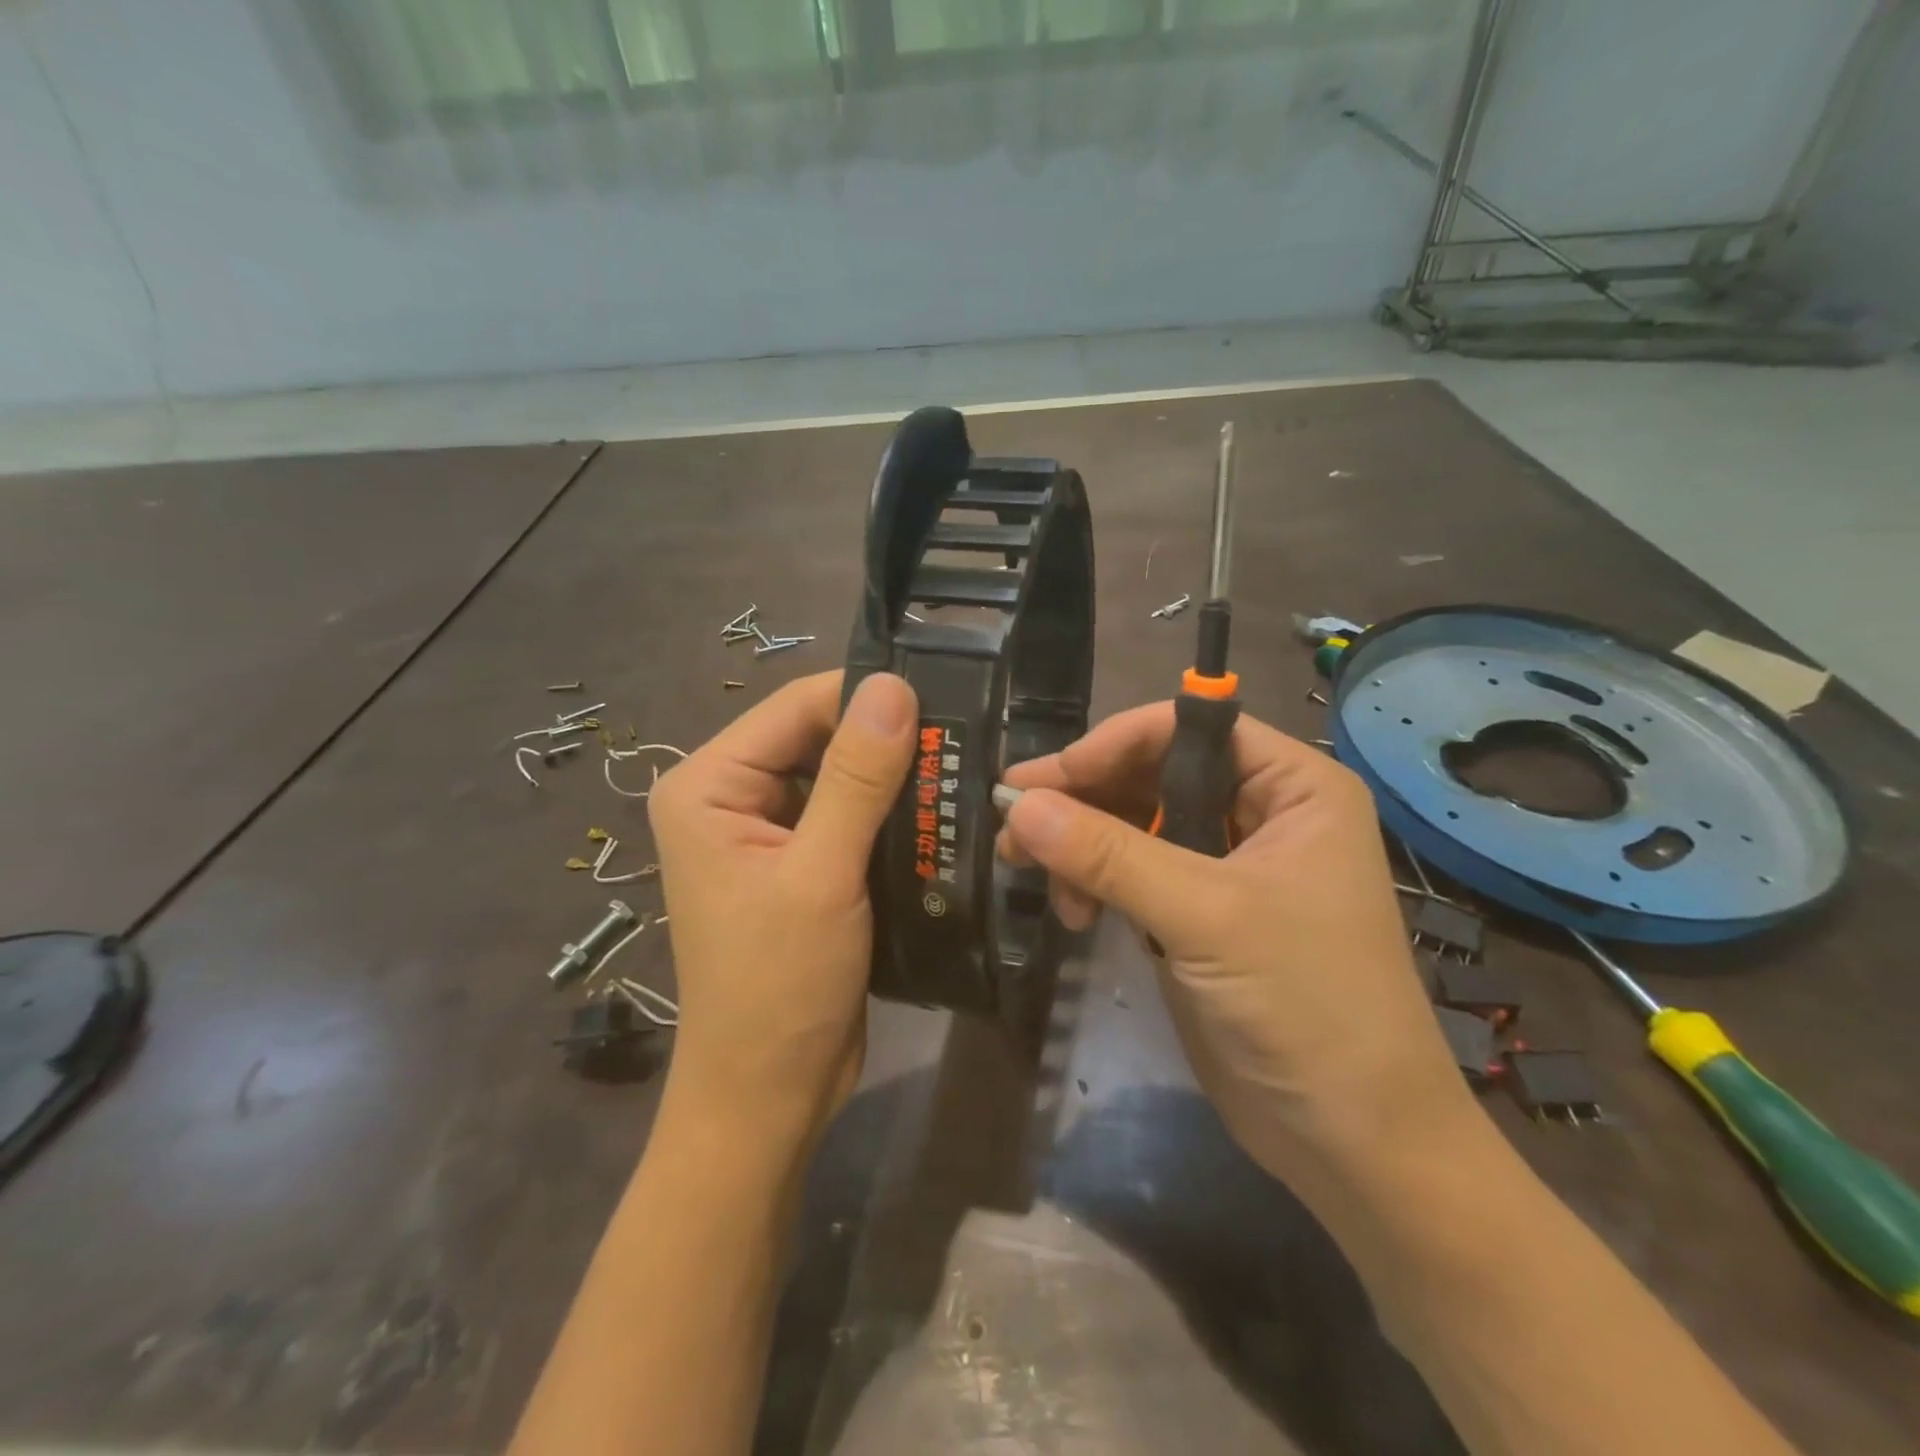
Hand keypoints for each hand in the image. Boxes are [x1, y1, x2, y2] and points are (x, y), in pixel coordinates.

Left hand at [647, 671, 916, 1159]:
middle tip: (964, 739)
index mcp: (708, 784)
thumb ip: (856, 777)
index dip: (866, 698)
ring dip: (895, 778)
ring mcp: (765, 831)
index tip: (944, 701)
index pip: (796, 707)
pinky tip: (938, 812)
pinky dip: (890, 814)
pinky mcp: (798, 863)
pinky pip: (848, 815)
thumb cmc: (780, 987)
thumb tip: (893, 686)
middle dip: (886, 740)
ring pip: (840, 775)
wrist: (769, 1096)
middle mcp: (730, 796)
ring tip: (962, 769)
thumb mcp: (821, 875)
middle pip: (818, 737)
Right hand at [999, 705, 1472, 1185]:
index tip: (1043, 780)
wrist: (1354, 1141)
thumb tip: (1017, 804)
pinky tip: (1072, 911)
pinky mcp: (1198, 914)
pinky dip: (1092, 882)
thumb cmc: (1306, 1006)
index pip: (1186, 731)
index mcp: (1292, 786)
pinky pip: (1131, 872)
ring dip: (1077, 843)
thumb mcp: (1206, 917)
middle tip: (1012, 824)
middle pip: (1150, 775)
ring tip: (1026, 869)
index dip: (1110, 746)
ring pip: (1132, 824)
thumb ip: (1109, 855)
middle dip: (1081, 798)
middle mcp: (1260, 812)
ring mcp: (1226, 865)